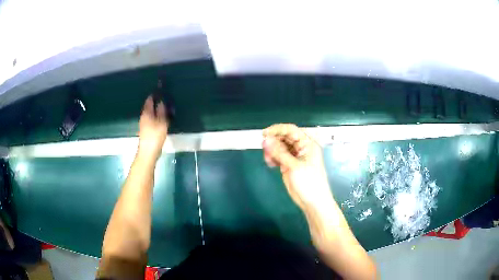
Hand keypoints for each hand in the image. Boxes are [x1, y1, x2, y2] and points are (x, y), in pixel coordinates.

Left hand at [138, 95, 167, 159]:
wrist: (148, 152)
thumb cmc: (155, 136)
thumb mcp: (162, 122)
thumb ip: (162, 111)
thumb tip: (161, 102)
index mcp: (146, 113)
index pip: (149, 100)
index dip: (155, 94)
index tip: (161, 90)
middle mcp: (143, 116)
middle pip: (149, 106)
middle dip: (155, 102)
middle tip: (165, 99)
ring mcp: (143, 124)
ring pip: (150, 113)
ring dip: (156, 110)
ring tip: (165, 108)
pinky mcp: (146, 130)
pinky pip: (151, 119)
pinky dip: (156, 116)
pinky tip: (161, 119)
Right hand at [263, 124, 332, 211]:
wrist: (313, 202)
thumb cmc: (309, 183)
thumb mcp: (294, 166)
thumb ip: (279, 153)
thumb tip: (266, 140)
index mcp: (307, 144)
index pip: (291, 130)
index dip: (278, 130)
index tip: (265, 134)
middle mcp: (301, 148)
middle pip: (284, 138)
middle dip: (273, 141)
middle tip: (263, 147)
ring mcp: (295, 157)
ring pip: (280, 147)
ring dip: (272, 150)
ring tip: (268, 158)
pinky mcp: (289, 165)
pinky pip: (278, 156)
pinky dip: (272, 157)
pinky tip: (270, 162)